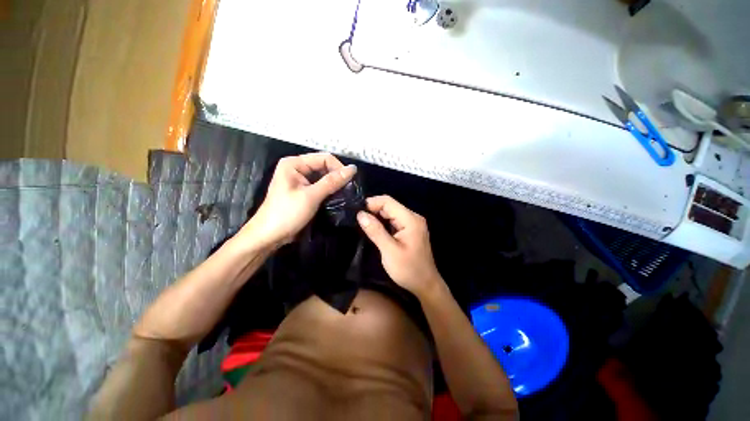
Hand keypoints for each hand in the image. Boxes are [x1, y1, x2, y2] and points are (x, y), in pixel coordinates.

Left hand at [241, 153, 356, 248]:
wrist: (269, 236)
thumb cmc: (287, 214)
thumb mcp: (311, 196)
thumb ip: (332, 182)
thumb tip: (352, 169)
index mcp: (294, 163)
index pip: (324, 158)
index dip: (339, 168)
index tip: (351, 181)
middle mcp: (297, 168)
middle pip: (324, 166)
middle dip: (337, 176)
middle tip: (350, 189)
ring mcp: (300, 180)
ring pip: (323, 177)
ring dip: (334, 184)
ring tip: (347, 193)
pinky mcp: (303, 191)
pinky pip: (320, 186)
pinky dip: (329, 191)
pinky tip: (338, 197)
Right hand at [356, 195, 443, 298]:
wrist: (425, 285)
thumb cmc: (408, 269)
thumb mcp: (389, 251)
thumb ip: (375, 231)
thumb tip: (360, 214)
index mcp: (410, 219)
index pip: (388, 201)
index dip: (371, 203)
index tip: (356, 211)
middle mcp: (412, 217)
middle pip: (389, 206)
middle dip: (373, 210)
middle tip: (357, 219)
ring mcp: (412, 223)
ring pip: (390, 213)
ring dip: (376, 216)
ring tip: (362, 224)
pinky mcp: (409, 230)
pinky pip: (393, 221)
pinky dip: (382, 223)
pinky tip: (374, 229)